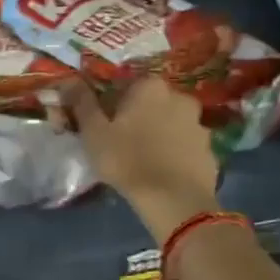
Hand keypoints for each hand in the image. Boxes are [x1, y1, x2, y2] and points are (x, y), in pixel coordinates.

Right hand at [66, 78, 219, 240]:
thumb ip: (82, 102)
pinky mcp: (210, 150)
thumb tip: (69, 79)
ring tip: (144, 159)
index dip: (111, 104)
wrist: (173, 200)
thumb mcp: (93, 131)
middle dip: (138, 116)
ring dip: (159, 133)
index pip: (125, 85)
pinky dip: (176, 152)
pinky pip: (186, 145)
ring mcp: (199, 124)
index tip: (102, 124)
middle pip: (151, 102)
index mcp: (150, 87)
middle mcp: (179, 97)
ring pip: (171, 123)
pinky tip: (163, 171)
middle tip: (122, 141)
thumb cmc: (126, 159)